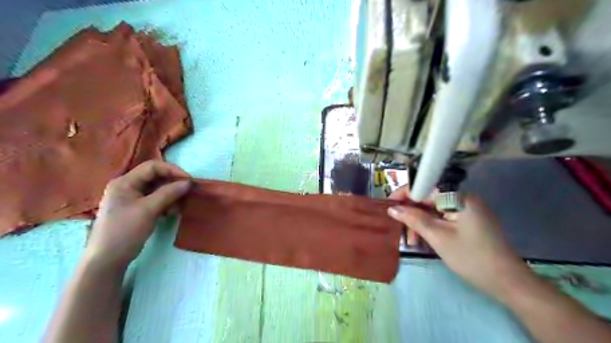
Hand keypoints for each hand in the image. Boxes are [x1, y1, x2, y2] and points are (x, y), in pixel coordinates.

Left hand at [84, 161, 189, 270]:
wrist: (108, 260)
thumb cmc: (125, 231)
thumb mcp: (148, 209)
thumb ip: (169, 193)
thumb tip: (188, 182)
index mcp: (125, 182)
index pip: (153, 167)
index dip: (173, 170)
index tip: (189, 181)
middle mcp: (128, 186)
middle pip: (156, 177)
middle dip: (173, 184)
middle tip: (188, 193)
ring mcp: (132, 198)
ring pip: (158, 189)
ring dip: (171, 195)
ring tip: (179, 207)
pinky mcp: (137, 209)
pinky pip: (156, 200)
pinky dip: (166, 203)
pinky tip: (171, 213)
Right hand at [389, 186, 533, 300]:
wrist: (508, 283)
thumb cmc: (471, 257)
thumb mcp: (438, 237)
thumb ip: (414, 219)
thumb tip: (392, 208)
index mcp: (458, 197)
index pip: (424, 187)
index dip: (404, 194)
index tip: (388, 205)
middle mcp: (463, 198)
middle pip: (428, 199)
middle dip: (411, 213)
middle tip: (399, 229)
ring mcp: (467, 210)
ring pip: (434, 210)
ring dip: (420, 223)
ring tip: (411, 241)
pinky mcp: (468, 222)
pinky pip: (443, 218)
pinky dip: (431, 227)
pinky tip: (424, 241)